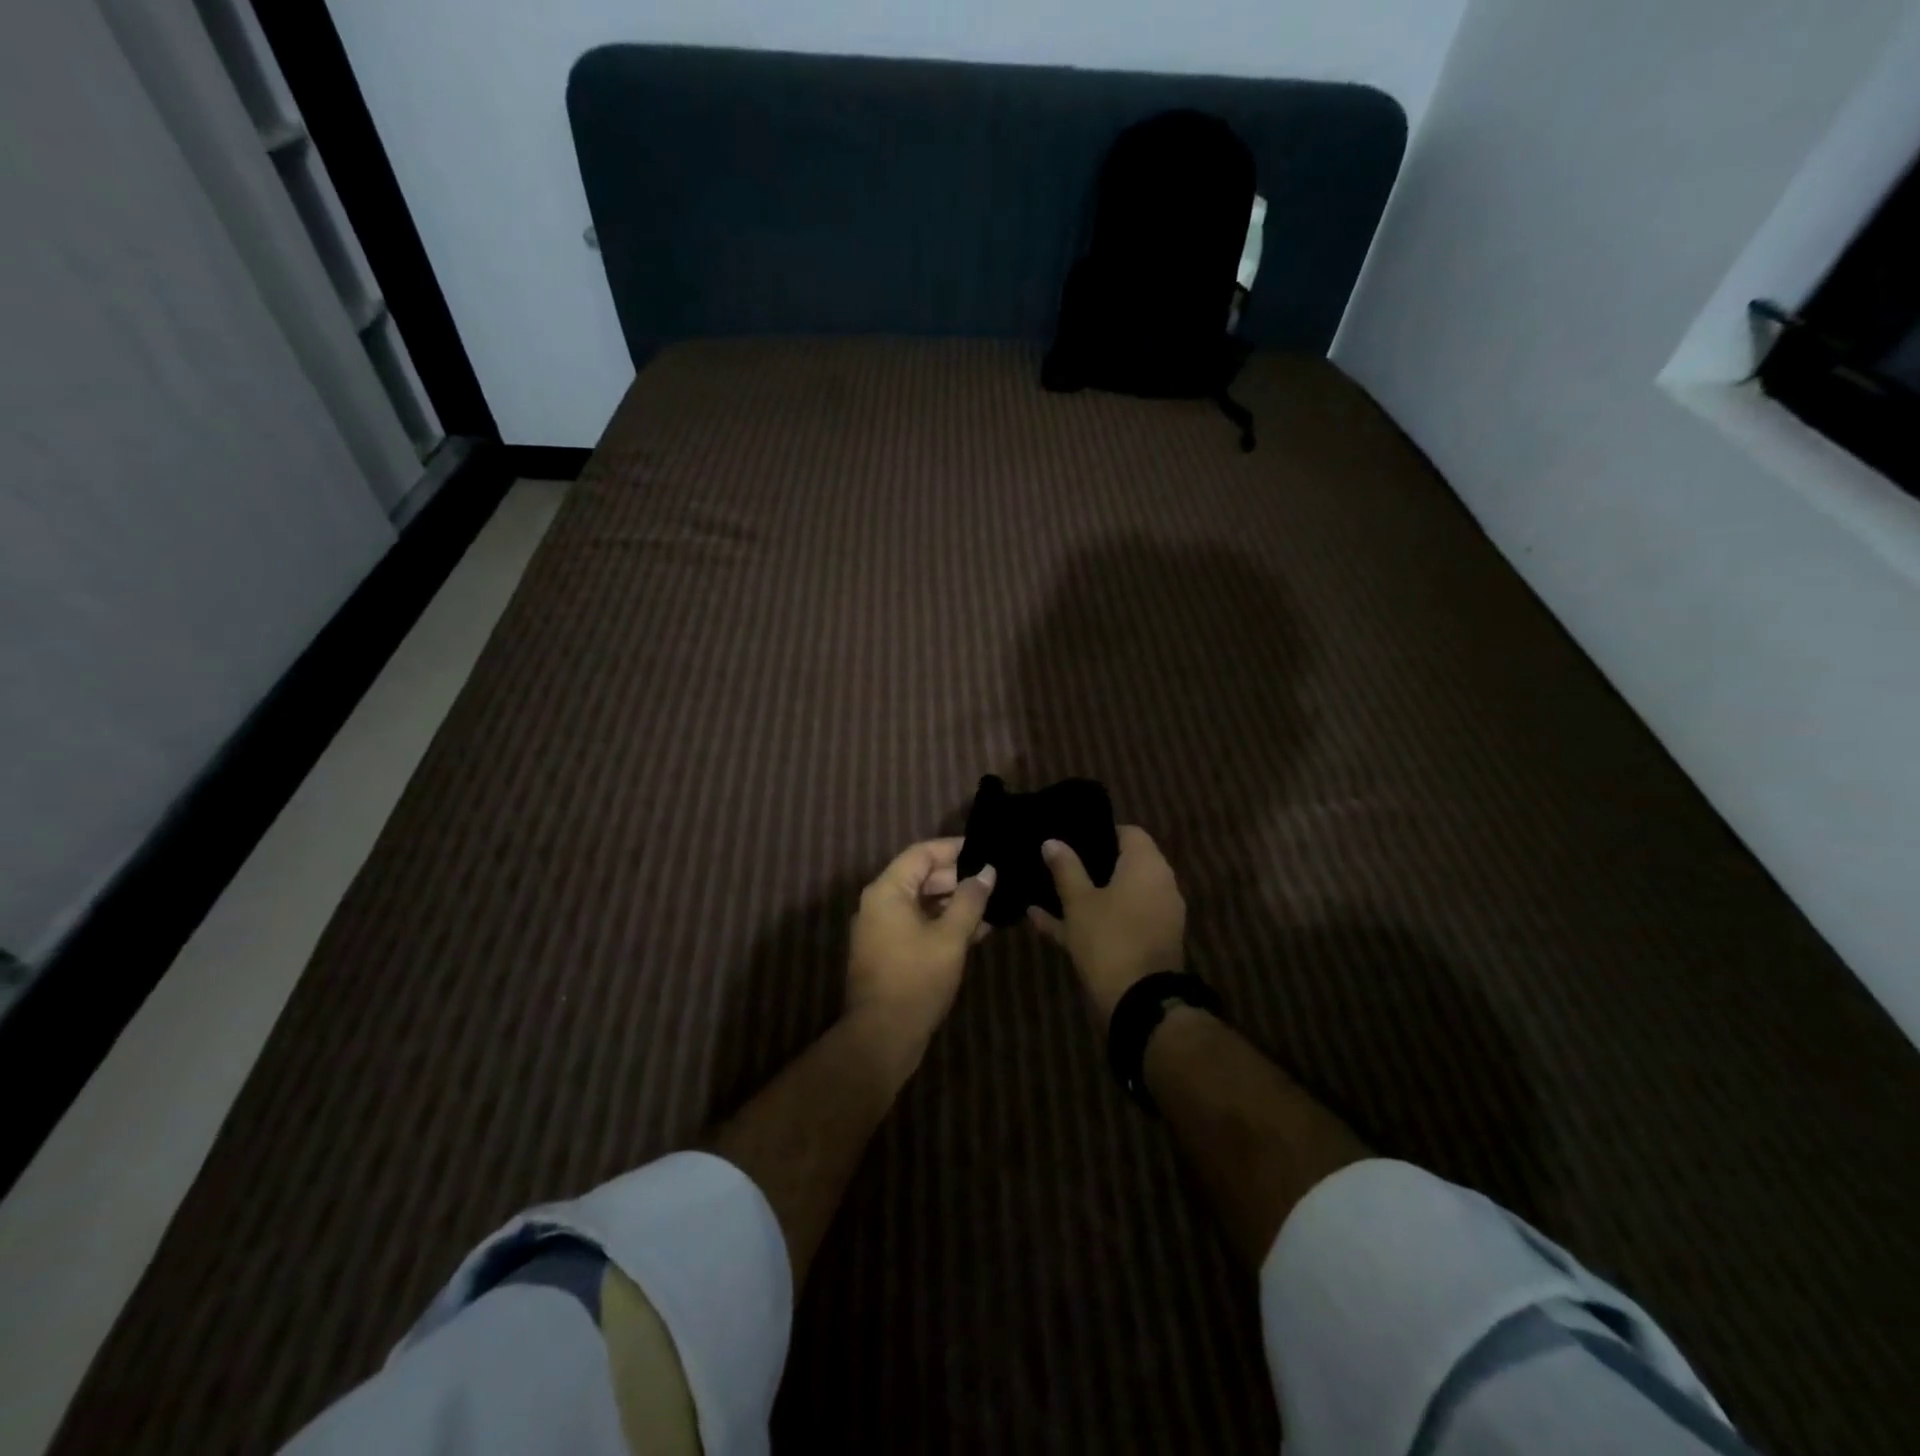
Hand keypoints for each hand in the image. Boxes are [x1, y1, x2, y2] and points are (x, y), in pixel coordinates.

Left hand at [845, 838, 995, 1056]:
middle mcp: (880, 903)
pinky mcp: (890, 952)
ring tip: (993, 904)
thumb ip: (970, 900)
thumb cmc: (916, 979)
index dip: (954, 848)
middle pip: (921, 876)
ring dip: (954, 902)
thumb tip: (987, 871)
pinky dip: (944, 923)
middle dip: (958, 877)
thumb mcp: (950, 936)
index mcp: (888, 890)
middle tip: (994, 879)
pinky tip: (977, 931)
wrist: (882, 1037)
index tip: (986, 849)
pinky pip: (919, 925)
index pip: (922, 853)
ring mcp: (882, 929)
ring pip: (923, 902)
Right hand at [1029, 825, 1185, 1028]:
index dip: (1100, 832)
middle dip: (1090, 864)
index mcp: (1147, 866)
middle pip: (1124, 865)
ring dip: (1086, 894)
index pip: (1129, 833)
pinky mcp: (1148, 943)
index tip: (1072, 836)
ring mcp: (1156, 916)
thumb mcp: (1079, 902)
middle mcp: (1159, 885)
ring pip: (1117, 896)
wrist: (1140, 1003)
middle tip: (1056, 862)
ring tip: (1046, 890)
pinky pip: (1116, 921)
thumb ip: (1066, 868)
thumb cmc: (1108, 939)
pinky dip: (1091, 919)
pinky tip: (1044, 921)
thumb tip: (1052, 841)